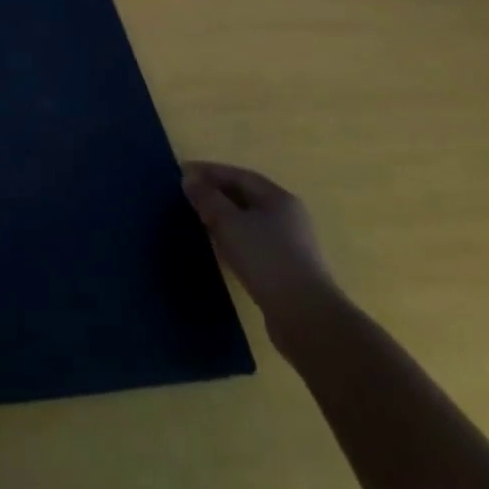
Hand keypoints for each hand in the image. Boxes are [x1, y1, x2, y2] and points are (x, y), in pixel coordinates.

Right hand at [183, 162, 340, 353]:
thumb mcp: (229, 223)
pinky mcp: (286, 269)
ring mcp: (290, 244)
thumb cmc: (266, 260)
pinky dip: (233, 238)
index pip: (239, 175)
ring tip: (198, 220)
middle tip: (187, 196)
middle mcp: (288, 216)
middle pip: (246, 196)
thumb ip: (207, 198)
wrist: (306, 317)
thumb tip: (189, 180)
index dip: (209, 171)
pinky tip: (219, 248)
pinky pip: (254, 243)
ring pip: (250, 221)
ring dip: (224, 217)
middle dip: (216, 193)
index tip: (181, 173)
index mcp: (278, 198)